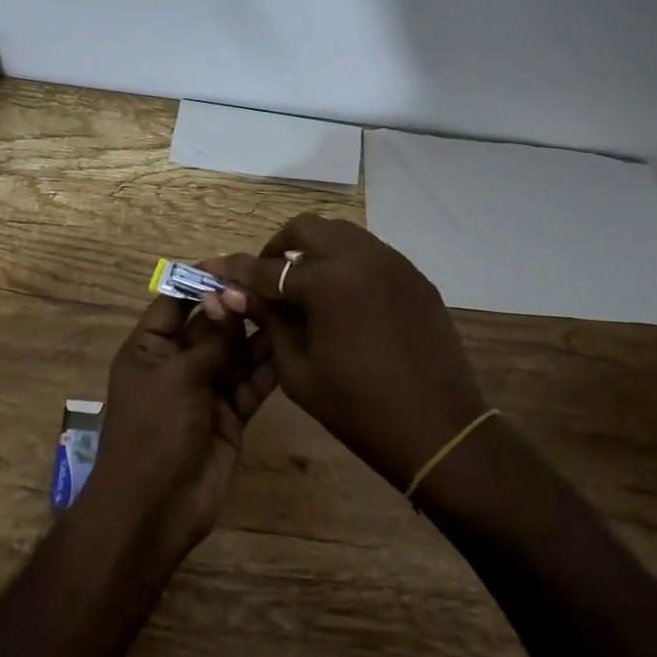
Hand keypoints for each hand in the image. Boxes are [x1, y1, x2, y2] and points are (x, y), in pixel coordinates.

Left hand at [75, 295, 278, 561]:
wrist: (154, 509)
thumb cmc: (153, 431)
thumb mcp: (178, 376)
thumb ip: (211, 340)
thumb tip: (232, 299)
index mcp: (150, 348)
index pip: (175, 302)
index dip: (201, 283)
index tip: (236, 263)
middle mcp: (178, 363)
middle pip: (211, 325)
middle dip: (237, 307)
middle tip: (272, 284)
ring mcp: (206, 389)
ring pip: (236, 352)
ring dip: (258, 334)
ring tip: (289, 307)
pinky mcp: (231, 414)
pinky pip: (252, 383)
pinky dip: (269, 367)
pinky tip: (292, 346)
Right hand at [203, 215, 486, 491]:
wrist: (439, 429)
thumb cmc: (358, 408)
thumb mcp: (298, 369)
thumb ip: (269, 321)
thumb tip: (236, 293)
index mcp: (327, 281)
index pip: (268, 267)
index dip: (238, 271)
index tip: (216, 271)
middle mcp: (360, 257)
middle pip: (306, 228)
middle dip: (279, 246)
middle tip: (268, 277)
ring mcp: (393, 262)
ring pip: (342, 233)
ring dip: (315, 249)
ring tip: (304, 285)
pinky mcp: (414, 276)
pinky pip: (371, 253)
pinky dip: (347, 263)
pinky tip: (344, 299)